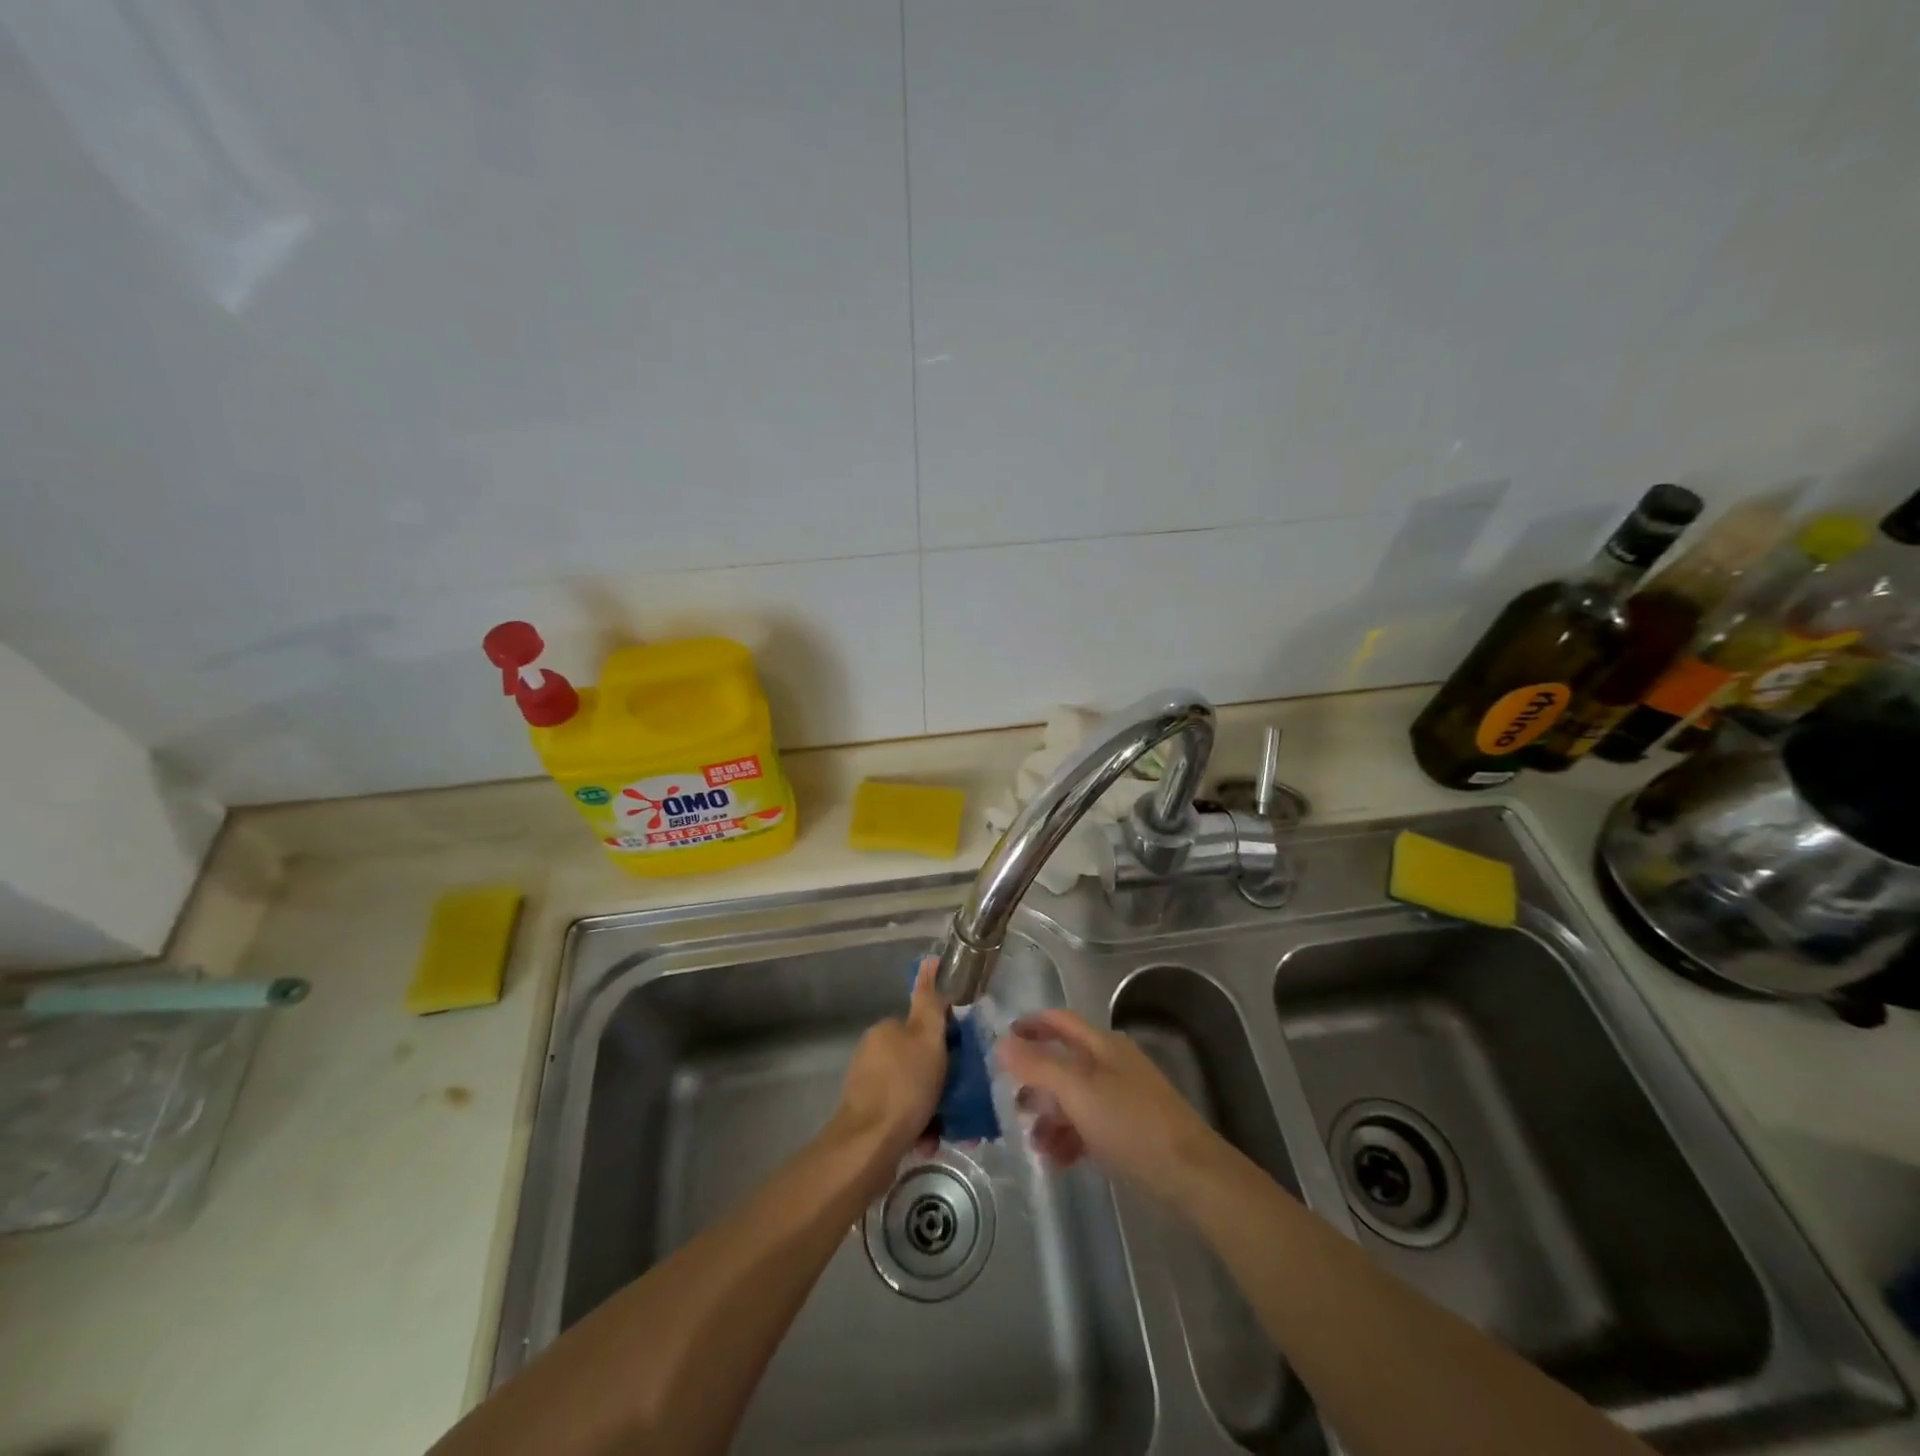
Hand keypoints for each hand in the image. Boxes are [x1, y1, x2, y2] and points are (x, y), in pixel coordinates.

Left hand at [830, 957, 948, 1177]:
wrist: (869, 1146)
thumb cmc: (904, 1087)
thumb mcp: (927, 1039)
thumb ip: (931, 1003)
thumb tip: (930, 962)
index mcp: (885, 1030)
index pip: (922, 1026)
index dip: (946, 1041)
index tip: (963, 1059)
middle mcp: (873, 1053)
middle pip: (919, 1060)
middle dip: (942, 1079)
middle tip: (963, 1096)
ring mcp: (867, 1087)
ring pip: (913, 1091)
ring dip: (934, 1106)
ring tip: (952, 1126)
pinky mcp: (867, 1119)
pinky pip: (903, 1116)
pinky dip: (919, 1126)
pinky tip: (931, 1141)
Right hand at [998, 1009, 1225, 1205]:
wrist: (1190, 1175)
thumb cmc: (1131, 1123)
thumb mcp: (1078, 1091)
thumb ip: (1038, 1066)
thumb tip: (1001, 1042)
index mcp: (1102, 1045)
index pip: (1059, 1021)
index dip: (1029, 1025)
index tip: (999, 1041)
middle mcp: (1111, 1065)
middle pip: (1063, 1062)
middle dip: (1035, 1082)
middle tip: (1009, 1104)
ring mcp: (1121, 1099)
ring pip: (1073, 1099)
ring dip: (1049, 1117)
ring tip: (1033, 1143)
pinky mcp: (1128, 1132)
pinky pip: (1088, 1127)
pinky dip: (1069, 1139)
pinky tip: (1056, 1161)